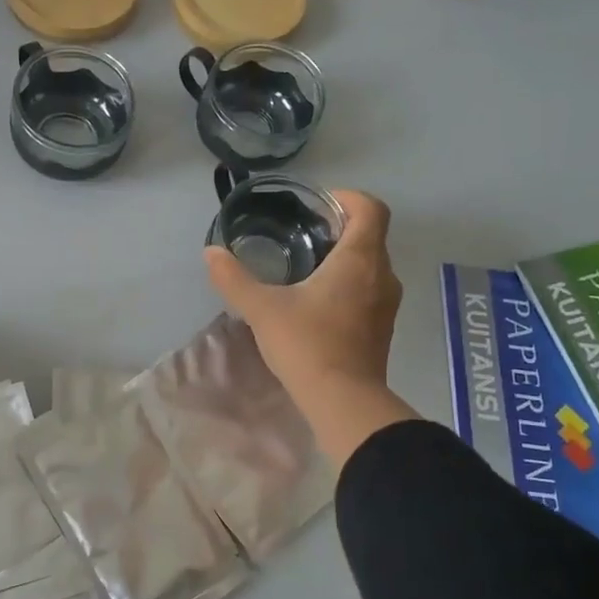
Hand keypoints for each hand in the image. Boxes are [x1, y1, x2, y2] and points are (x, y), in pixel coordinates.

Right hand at [204, 190, 417, 460]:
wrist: (344, 401)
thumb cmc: (307, 344)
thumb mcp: (261, 309)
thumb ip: (234, 278)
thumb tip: (211, 253)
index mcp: (360, 259)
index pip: (370, 208)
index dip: (347, 198)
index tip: (317, 207)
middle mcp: (382, 274)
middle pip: (370, 235)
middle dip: (339, 228)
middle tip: (302, 236)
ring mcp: (387, 304)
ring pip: (371, 265)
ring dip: (344, 259)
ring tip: (306, 269)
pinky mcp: (382, 328)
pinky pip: (369, 290)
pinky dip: (349, 285)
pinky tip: (317, 303)